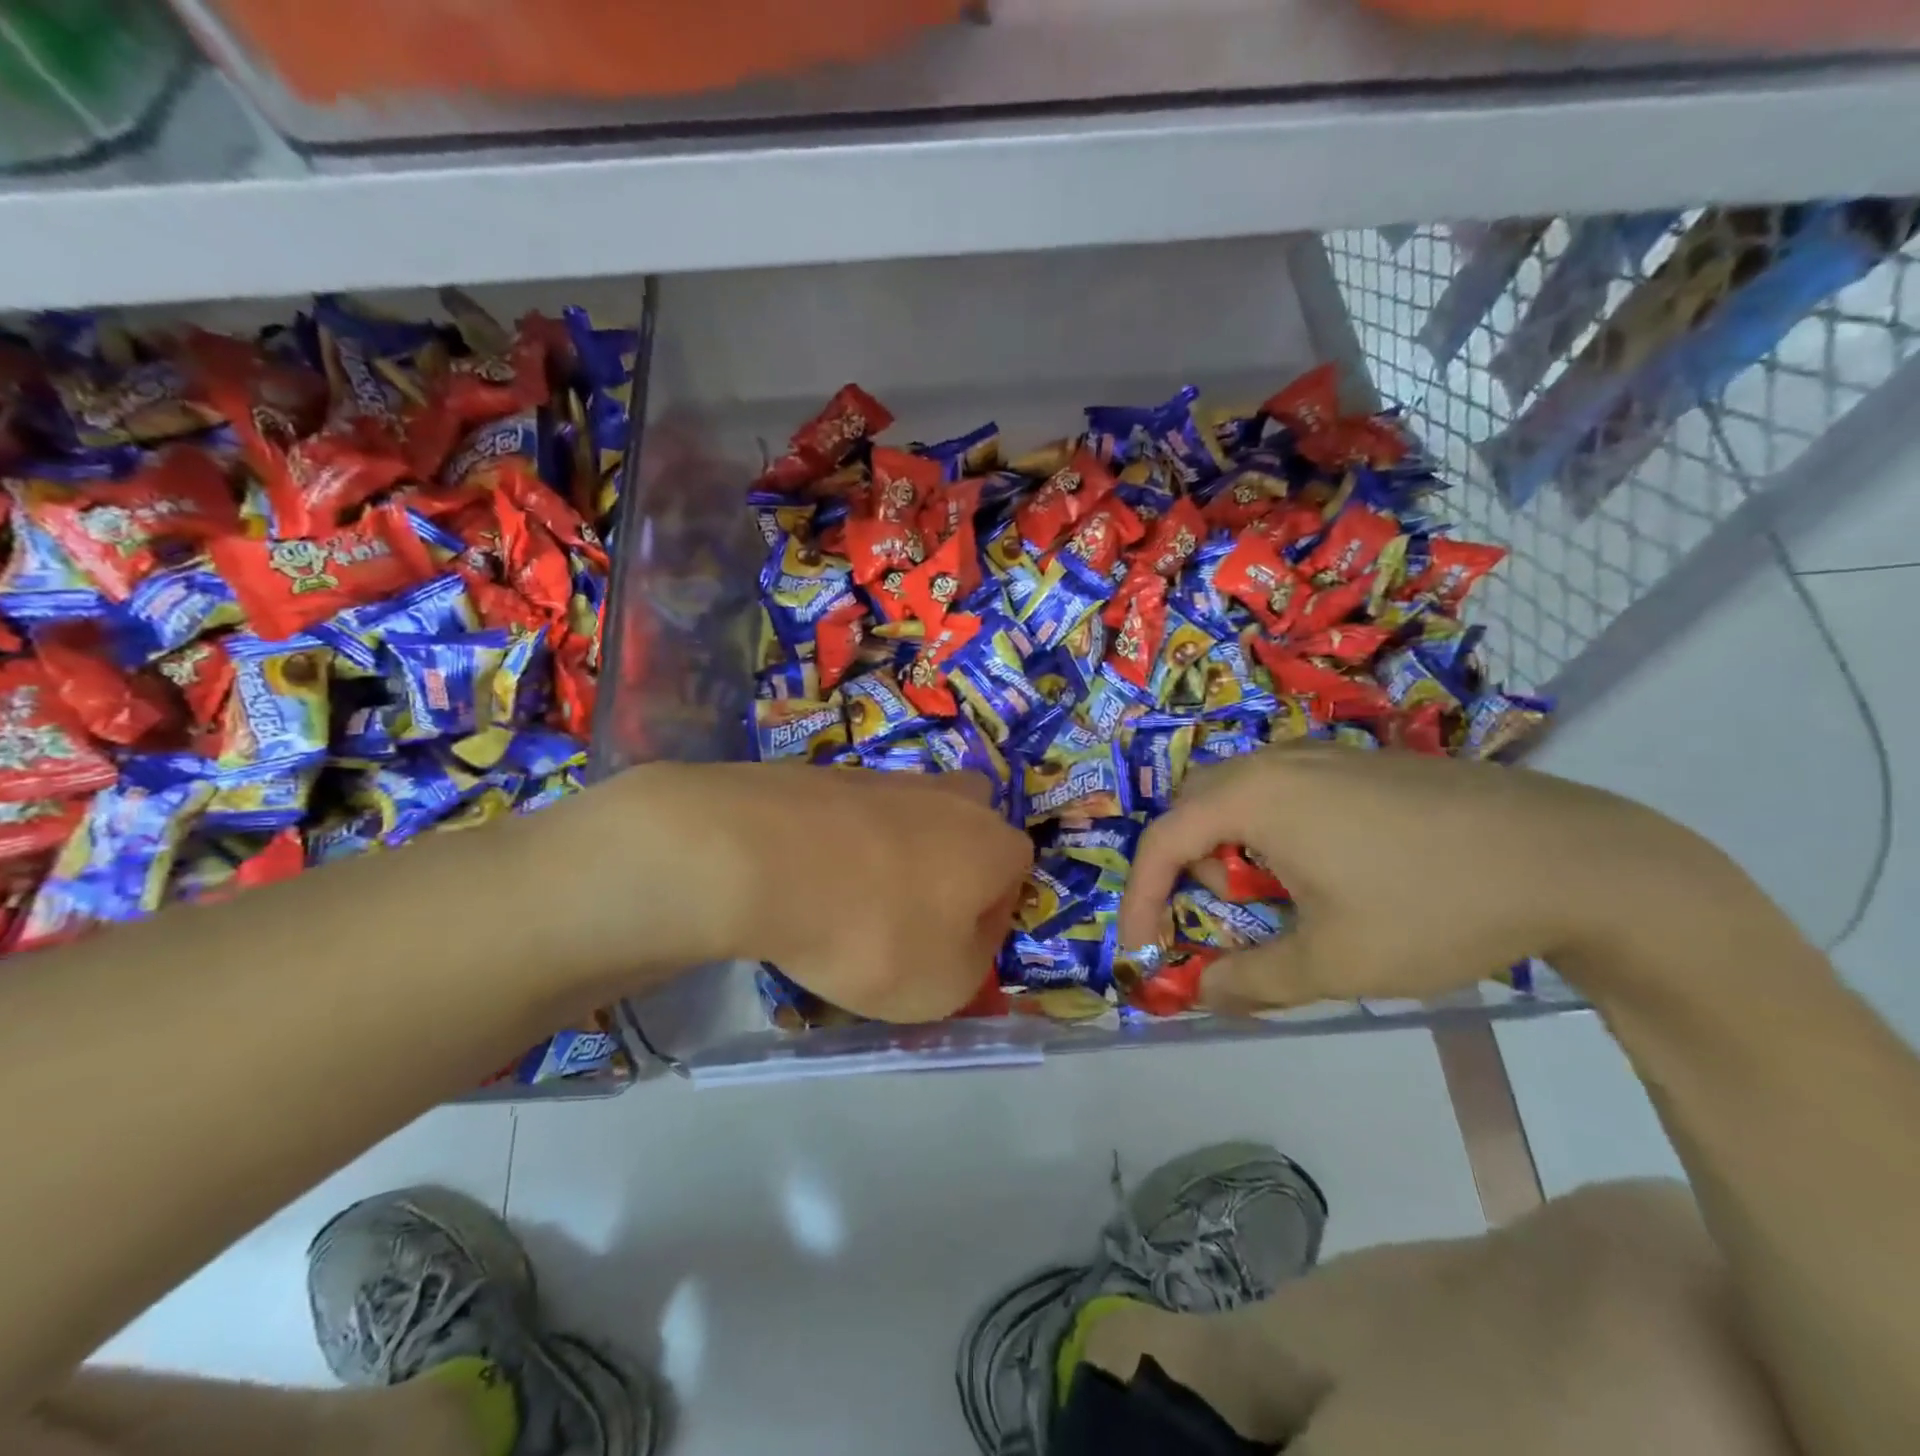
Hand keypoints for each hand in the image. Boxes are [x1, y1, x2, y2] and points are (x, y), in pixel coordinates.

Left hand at [650, 762, 1033, 1021]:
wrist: (769, 859)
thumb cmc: (877, 932)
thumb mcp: (945, 986)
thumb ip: (974, 962)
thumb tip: (967, 935)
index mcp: (993, 844)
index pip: (1015, 875)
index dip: (991, 917)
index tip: (954, 949)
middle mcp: (951, 799)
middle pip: (969, 824)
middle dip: (954, 863)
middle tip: (916, 909)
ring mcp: (888, 779)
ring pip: (909, 816)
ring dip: (894, 852)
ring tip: (851, 900)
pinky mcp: (830, 775)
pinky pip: (853, 816)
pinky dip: (843, 843)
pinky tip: (812, 876)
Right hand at [1117, 743, 1716, 1011]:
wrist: (1572, 859)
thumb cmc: (1430, 907)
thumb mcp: (1333, 962)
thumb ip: (1253, 980)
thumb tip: (1203, 993)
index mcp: (1253, 797)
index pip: (1164, 841)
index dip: (1141, 896)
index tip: (1141, 947)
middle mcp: (1277, 762)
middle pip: (1195, 807)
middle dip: (1189, 865)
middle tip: (1220, 914)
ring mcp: (1324, 756)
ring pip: (1242, 796)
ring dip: (1234, 848)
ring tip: (1280, 900)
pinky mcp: (1364, 764)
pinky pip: (1287, 791)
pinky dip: (1276, 832)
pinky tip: (1333, 873)